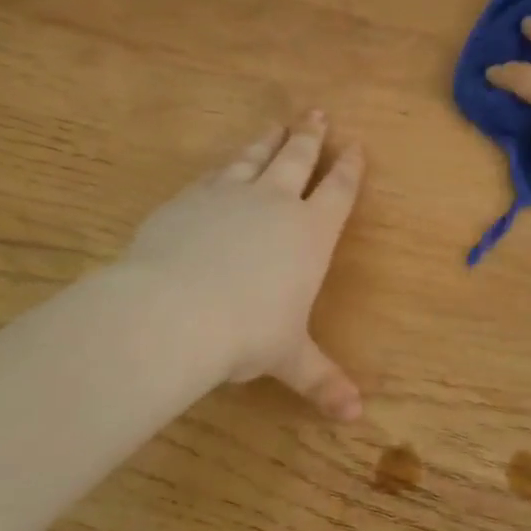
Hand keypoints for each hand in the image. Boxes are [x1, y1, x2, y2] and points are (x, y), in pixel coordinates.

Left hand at [123, 111, 364, 419]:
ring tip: (276, 125)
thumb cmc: (246, 333)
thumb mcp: (288, 358)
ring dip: (269, 140)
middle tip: (317, 113)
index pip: (338, 191)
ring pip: (255, 157)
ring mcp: (229, 195)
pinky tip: (223, 165)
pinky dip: (226, 165)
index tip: (355, 146)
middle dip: (310, 136)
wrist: (174, 310)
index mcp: (310, 234)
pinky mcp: (189, 198)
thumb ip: (321, 380)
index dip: (349, 169)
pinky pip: (214, 173)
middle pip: (298, 159)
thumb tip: (356, 417)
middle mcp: (275, 203)